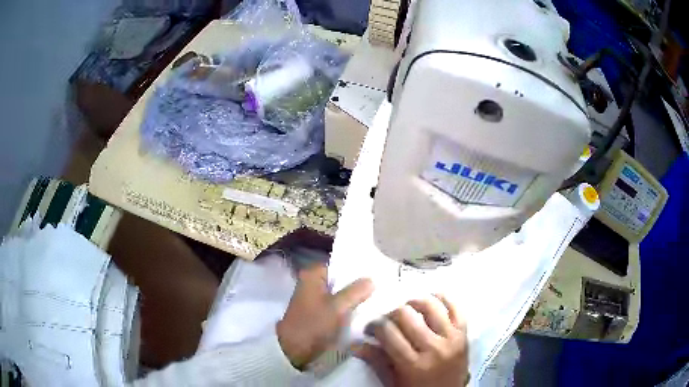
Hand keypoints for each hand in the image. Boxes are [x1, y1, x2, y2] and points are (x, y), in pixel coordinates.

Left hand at [277, 263, 372, 368]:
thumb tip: (371, 279)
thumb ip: (356, 291)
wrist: (294, 349)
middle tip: (380, 286)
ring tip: (376, 297)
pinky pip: (336, 304)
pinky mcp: (317, 311)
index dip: (357, 269)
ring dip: (354, 297)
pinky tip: (364, 310)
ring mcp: (314, 298)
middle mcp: (312, 282)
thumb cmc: (314, 324)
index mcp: (313, 275)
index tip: (377, 272)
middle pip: (340, 279)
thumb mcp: (338, 307)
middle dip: (358, 284)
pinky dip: (347, 306)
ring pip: (339, 293)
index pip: (339, 264)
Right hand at [366, 295, 468, 386]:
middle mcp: (433, 349)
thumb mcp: (393, 382)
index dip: (375, 325)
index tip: (371, 328)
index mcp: (413, 364)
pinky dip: (444, 299)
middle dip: (391, 314)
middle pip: (407, 316)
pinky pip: (456, 309)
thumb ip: (376, 361)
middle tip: (388, 320)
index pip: (388, 333)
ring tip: (408, 308)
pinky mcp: (464, 334)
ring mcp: (452, 339)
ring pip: (431, 307)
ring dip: (415, 302)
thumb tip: (355, 344)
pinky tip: (433, 298)